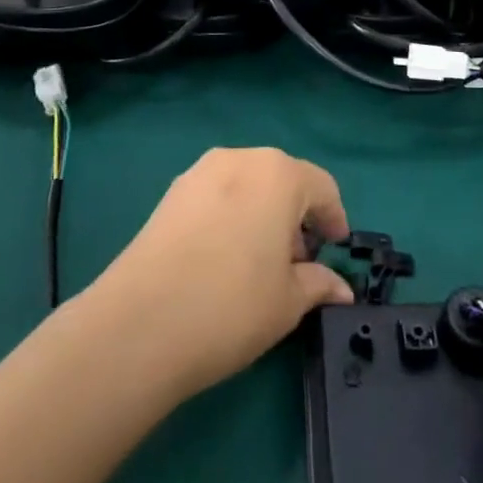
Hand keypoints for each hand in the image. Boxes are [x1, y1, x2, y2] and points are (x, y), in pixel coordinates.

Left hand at [89, 148, 352, 399]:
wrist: (141, 323)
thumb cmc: (232, 305)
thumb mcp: (289, 301)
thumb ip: (320, 284)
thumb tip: (341, 288)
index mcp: (279, 174)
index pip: (322, 187)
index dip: (334, 219)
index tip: (335, 251)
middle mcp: (240, 159)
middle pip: (283, 180)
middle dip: (296, 217)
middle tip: (297, 264)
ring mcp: (199, 172)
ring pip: (247, 186)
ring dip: (262, 214)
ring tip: (258, 263)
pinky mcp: (170, 194)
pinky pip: (216, 196)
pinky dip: (230, 216)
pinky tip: (222, 259)